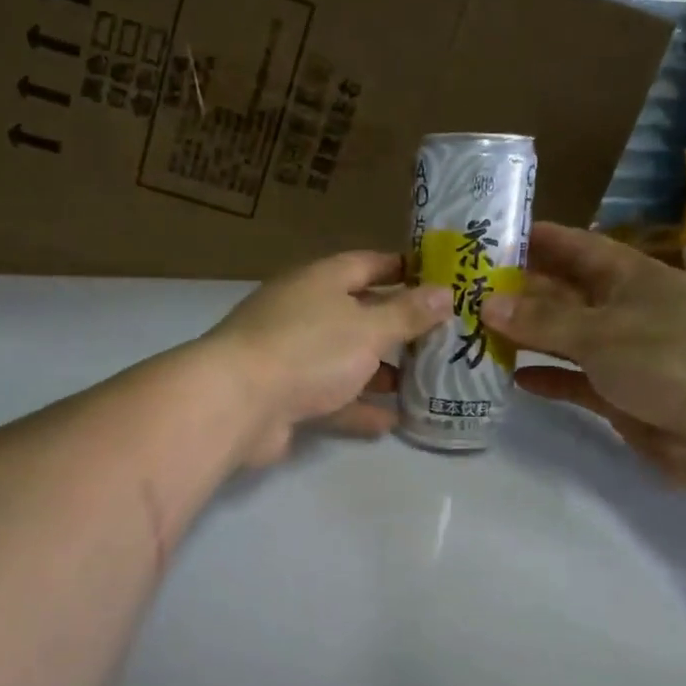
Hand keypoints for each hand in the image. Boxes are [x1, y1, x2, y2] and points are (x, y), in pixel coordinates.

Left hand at [201, 251, 452, 468]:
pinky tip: (391, 421)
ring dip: (379, 372)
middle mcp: (303, 313)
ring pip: (344, 360)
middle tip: (440, 339)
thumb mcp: (368, 328)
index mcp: (319, 282)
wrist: (239, 403)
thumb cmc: (309, 350)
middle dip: (396, 328)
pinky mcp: (285, 396)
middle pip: (357, 314)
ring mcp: (290, 356)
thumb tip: (446, 293)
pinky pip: (330, 398)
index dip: (401, 269)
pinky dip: (357, 408)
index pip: (366, 264)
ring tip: (423, 383)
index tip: (437, 279)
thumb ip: (408, 313)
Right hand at [479, 222, 685, 490]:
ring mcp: (624, 355)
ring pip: (565, 339)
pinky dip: (548, 378)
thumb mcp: (600, 331)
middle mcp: (625, 311)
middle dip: (522, 291)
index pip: (578, 248)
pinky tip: (515, 379)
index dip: (541, 239)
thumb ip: (542, 319)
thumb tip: (486, 302)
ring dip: (528, 337)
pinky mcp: (621, 396)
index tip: (497, 234)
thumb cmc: (671, 357)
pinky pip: (574, 381)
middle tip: (468, 290)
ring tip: (478, 333)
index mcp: (630, 278)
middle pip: (565, 294)